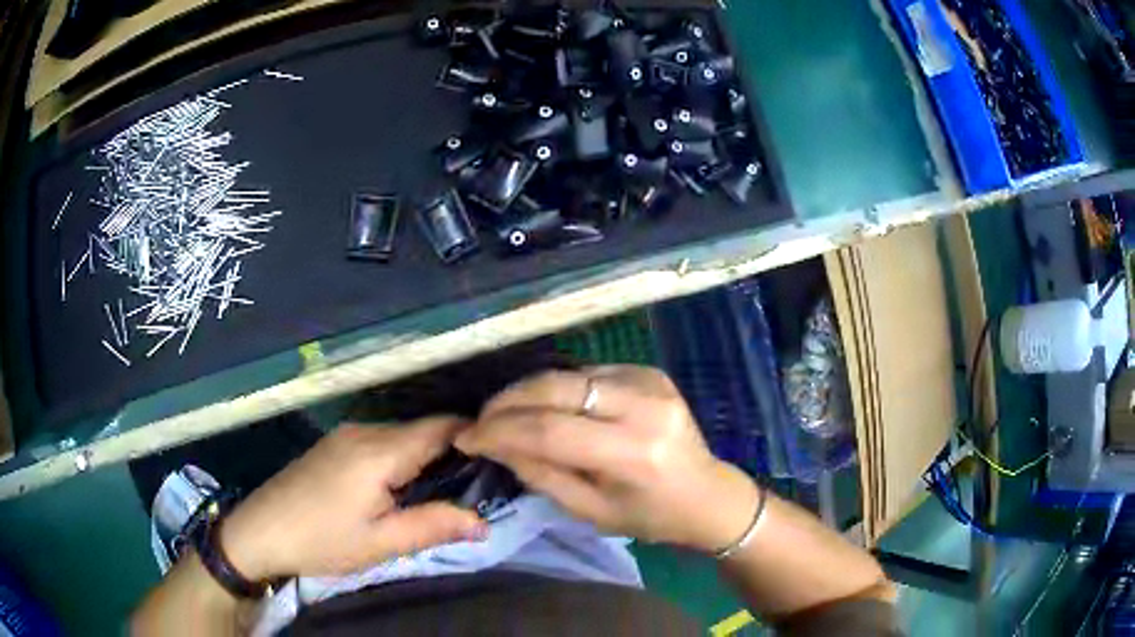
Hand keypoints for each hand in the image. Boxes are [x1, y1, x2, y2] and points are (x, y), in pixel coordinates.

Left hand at [219, 417, 486, 580]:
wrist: (260, 530)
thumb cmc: (322, 540)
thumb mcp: (381, 543)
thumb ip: (433, 526)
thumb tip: (483, 522)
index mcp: (380, 451)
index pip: (440, 427)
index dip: (472, 436)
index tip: (497, 459)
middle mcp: (364, 431)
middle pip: (421, 430)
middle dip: (451, 452)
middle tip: (474, 485)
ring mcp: (345, 434)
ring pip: (400, 435)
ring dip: (424, 456)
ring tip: (441, 490)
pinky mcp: (333, 444)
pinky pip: (380, 441)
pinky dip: (400, 457)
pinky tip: (399, 486)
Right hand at [456, 365, 758, 551]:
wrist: (707, 494)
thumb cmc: (649, 516)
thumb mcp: (589, 510)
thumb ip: (539, 473)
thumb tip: (494, 442)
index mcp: (633, 453)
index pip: (550, 430)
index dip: (500, 431)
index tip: (467, 436)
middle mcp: (644, 407)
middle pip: (557, 387)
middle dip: (508, 401)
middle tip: (480, 418)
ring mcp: (651, 381)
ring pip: (568, 374)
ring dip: (529, 391)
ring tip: (504, 412)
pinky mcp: (650, 371)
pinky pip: (589, 373)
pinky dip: (559, 388)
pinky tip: (546, 405)